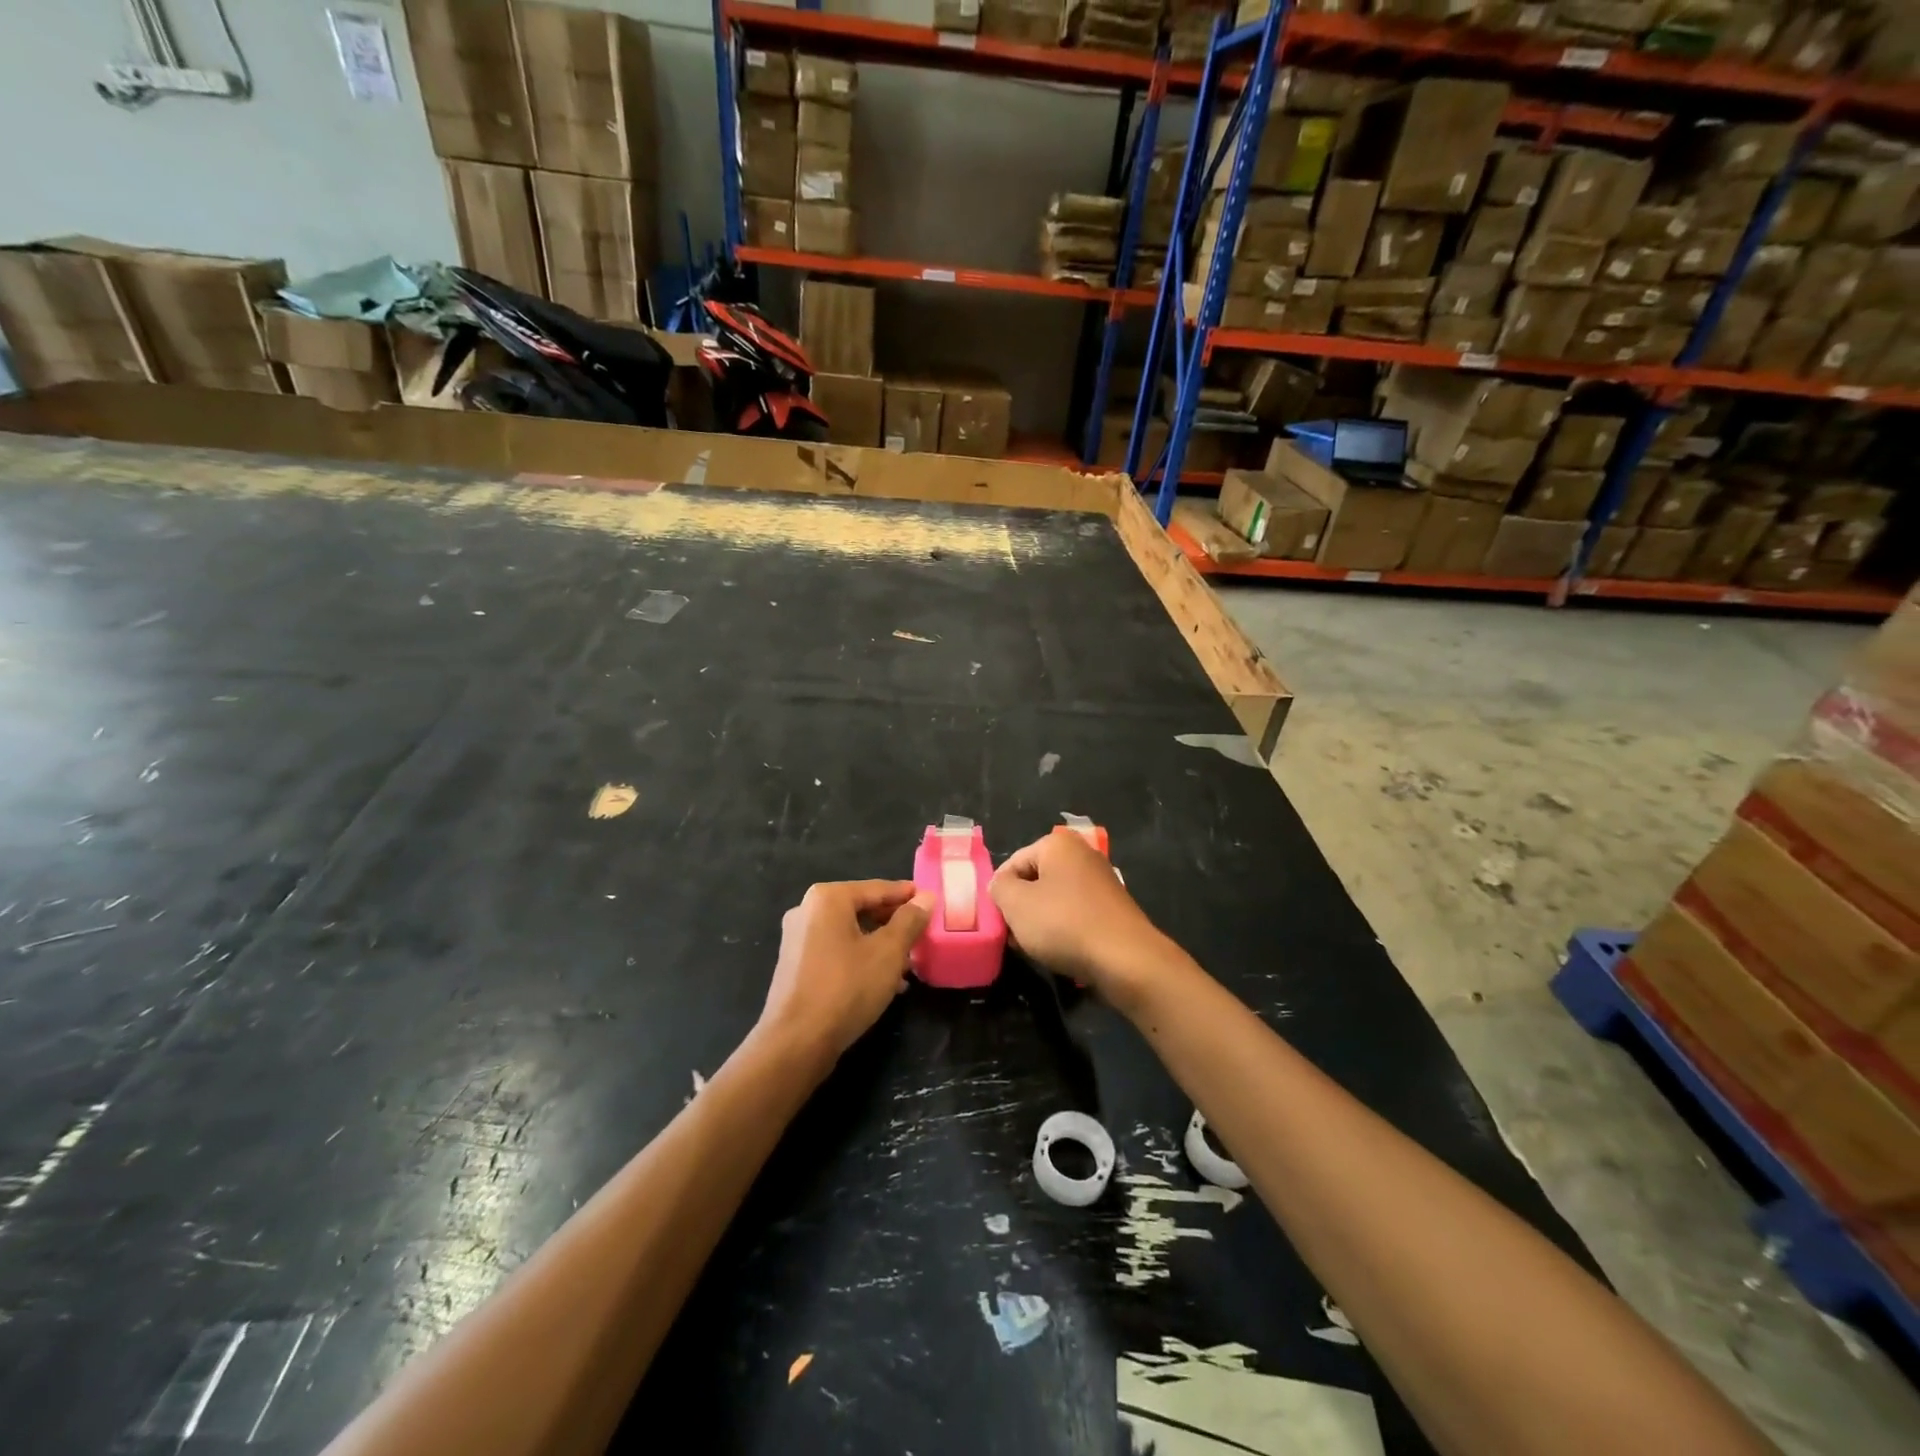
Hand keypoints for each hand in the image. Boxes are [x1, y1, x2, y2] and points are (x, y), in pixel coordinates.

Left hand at [759, 880, 933, 1066]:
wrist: (796, 1043)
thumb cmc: (846, 987)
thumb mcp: (888, 952)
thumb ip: (909, 921)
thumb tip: (925, 897)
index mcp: (828, 898)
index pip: (877, 888)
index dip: (906, 895)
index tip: (930, 901)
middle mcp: (807, 911)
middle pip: (861, 909)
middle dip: (894, 923)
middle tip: (922, 934)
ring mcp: (797, 939)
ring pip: (850, 933)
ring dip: (880, 944)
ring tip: (909, 963)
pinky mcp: (796, 966)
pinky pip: (836, 952)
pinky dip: (861, 959)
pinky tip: (885, 982)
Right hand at [989, 832, 1178, 1012]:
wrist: (1126, 959)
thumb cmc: (1064, 924)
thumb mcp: (1016, 904)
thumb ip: (999, 888)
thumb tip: (1002, 885)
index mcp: (1058, 843)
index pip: (1013, 863)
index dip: (1000, 893)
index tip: (998, 921)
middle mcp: (1082, 853)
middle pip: (1035, 879)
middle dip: (1021, 906)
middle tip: (1014, 935)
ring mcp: (1101, 880)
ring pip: (1055, 898)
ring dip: (1041, 920)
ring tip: (1035, 946)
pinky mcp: (1113, 906)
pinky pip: (1076, 912)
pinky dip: (1064, 928)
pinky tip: (1061, 950)